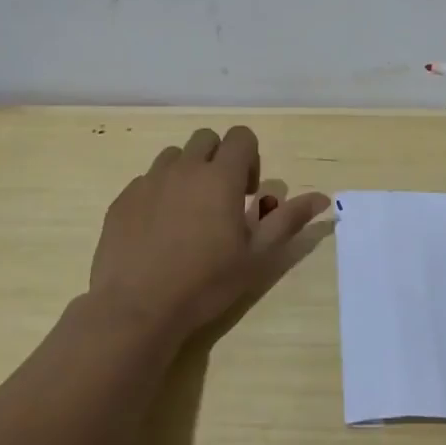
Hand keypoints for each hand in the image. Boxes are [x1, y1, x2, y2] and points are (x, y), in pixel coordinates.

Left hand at [89, 126, 328, 339]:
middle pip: (207, 139)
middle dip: (220, 158)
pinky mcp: (123, 199)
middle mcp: (184, 168)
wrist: (137, 308)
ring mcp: (149, 181)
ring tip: (189, 213)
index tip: (248, 194)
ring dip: (189, 172)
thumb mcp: (258, 255)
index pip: (241, 136)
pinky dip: (160, 193)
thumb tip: (323, 197)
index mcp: (221, 176)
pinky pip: (147, 180)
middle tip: (222, 200)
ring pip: (175, 156)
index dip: (251, 158)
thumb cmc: (206, 282)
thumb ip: (289, 220)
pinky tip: (160, 230)